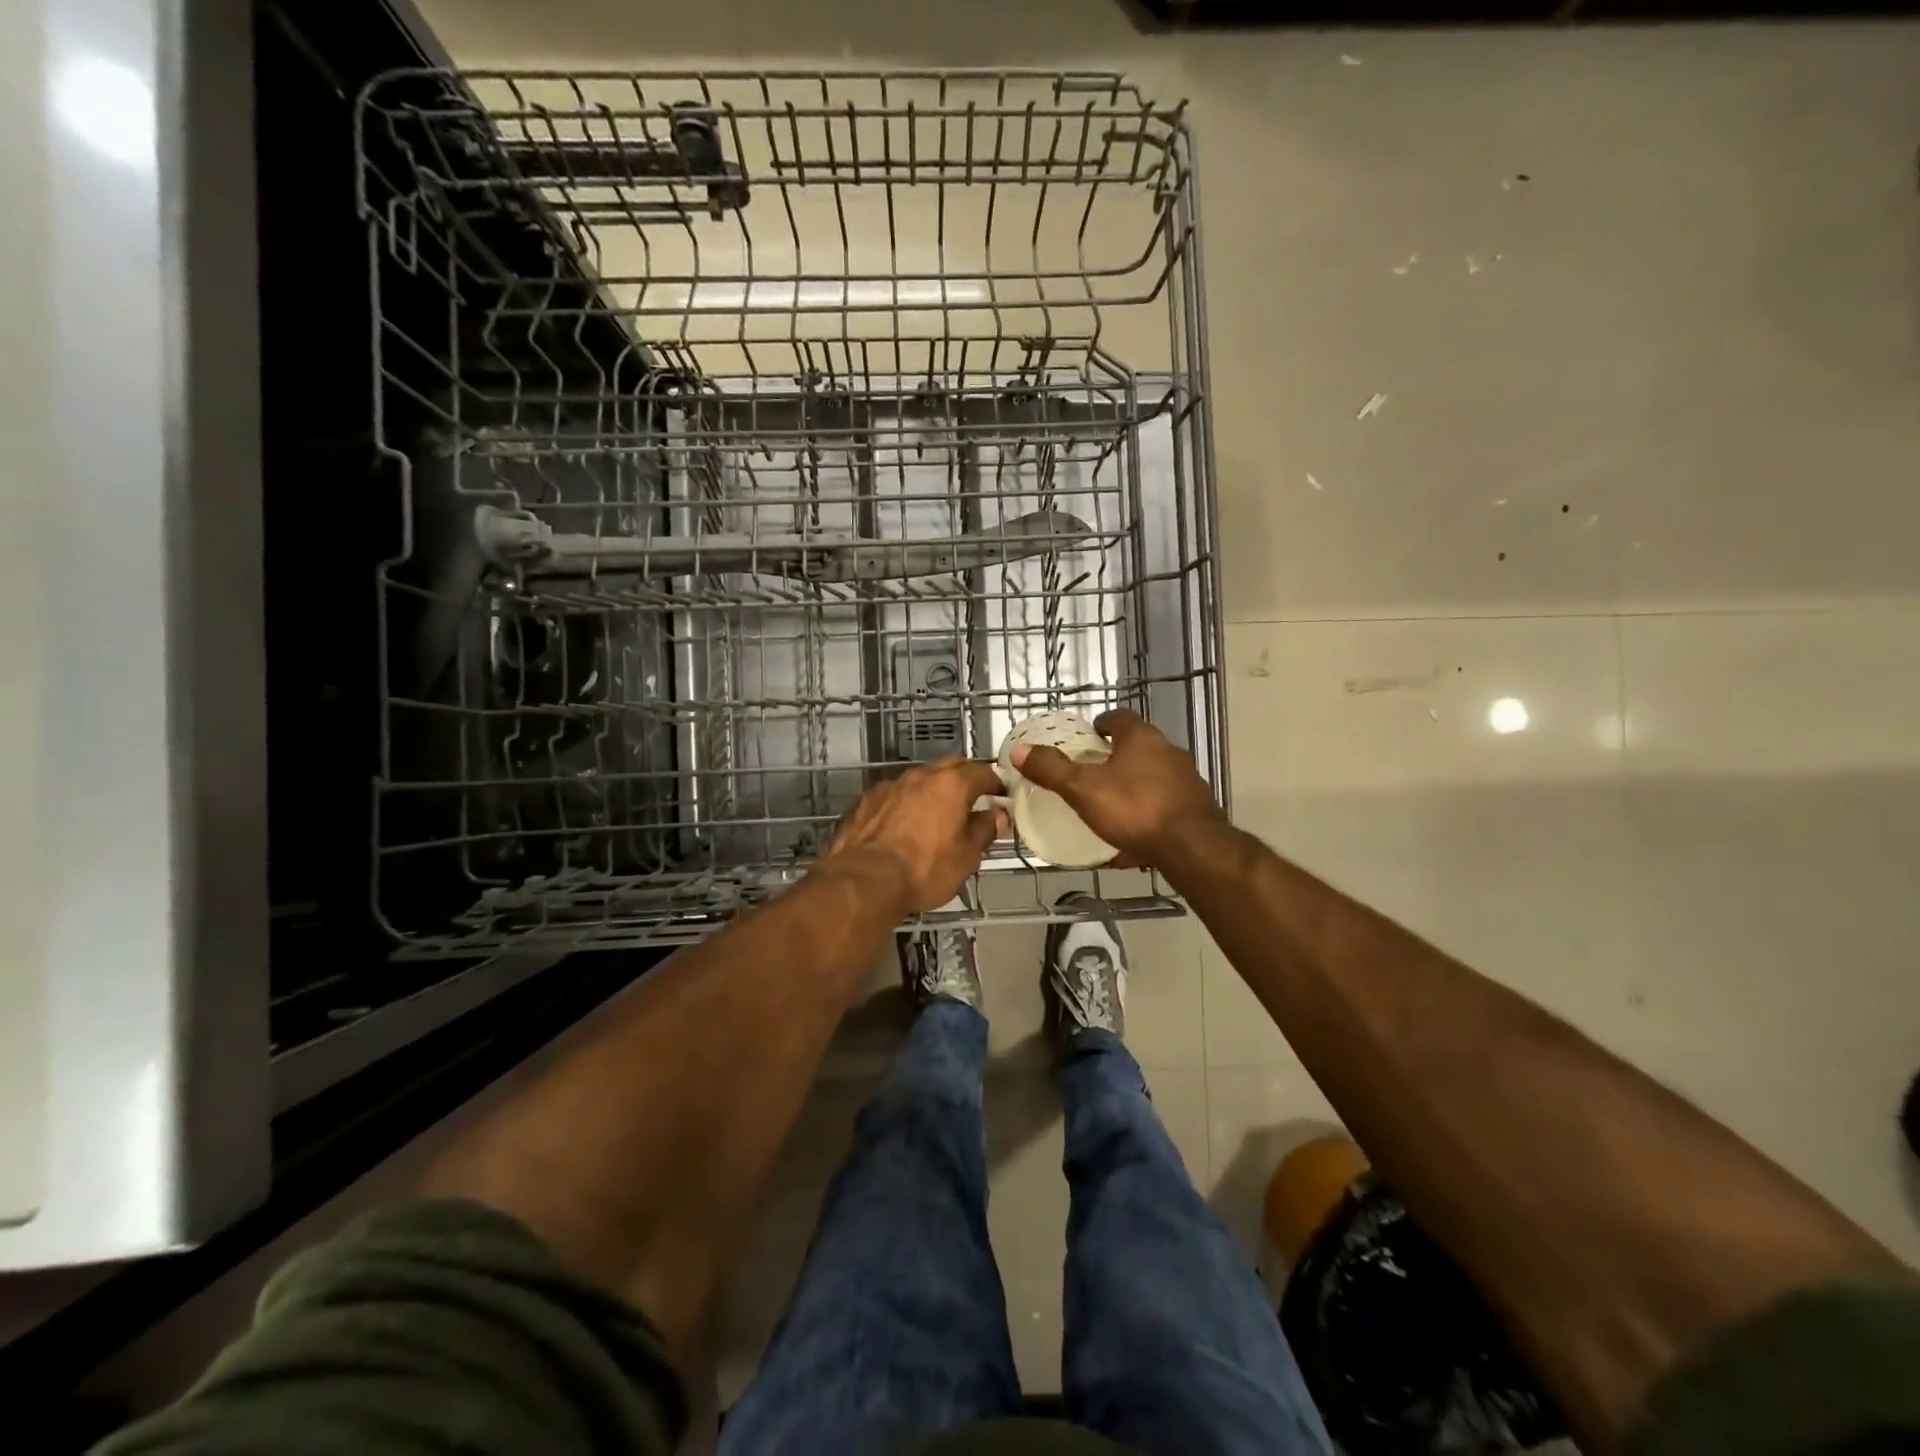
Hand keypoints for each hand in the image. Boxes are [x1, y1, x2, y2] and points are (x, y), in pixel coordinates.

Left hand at [826, 757, 1007, 915]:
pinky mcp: (865, 801)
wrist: (864, 881)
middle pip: (949, 766)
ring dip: (932, 791)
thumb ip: (983, 831)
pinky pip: (894, 795)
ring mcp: (889, 786)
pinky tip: (904, 824)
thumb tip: (997, 816)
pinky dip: (905, 804)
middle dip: (964, 778)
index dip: (996, 783)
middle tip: (973, 799)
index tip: (1002, 795)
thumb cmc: (924, 870)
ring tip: (937, 814)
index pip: (982, 772)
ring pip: (919, 780)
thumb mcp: (966, 857)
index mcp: (951, 784)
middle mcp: (920, 776)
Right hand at [1012, 709, 1223, 865]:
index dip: (1100, 725)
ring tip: (1111, 807)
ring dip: (1133, 786)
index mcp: (1141, 738)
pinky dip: (1149, 815)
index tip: (1087, 739)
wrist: (1193, 846)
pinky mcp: (1197, 807)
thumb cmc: (1134, 808)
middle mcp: (1168, 751)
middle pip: (1138, 746)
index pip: (1119, 718)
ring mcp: (1186, 779)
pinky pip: (1165, 806)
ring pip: (1153, 777)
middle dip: (1116, 758)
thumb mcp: (1083, 789)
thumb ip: (1052, 769)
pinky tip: (1133, 839)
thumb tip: (1019, 750)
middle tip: (1092, 774)